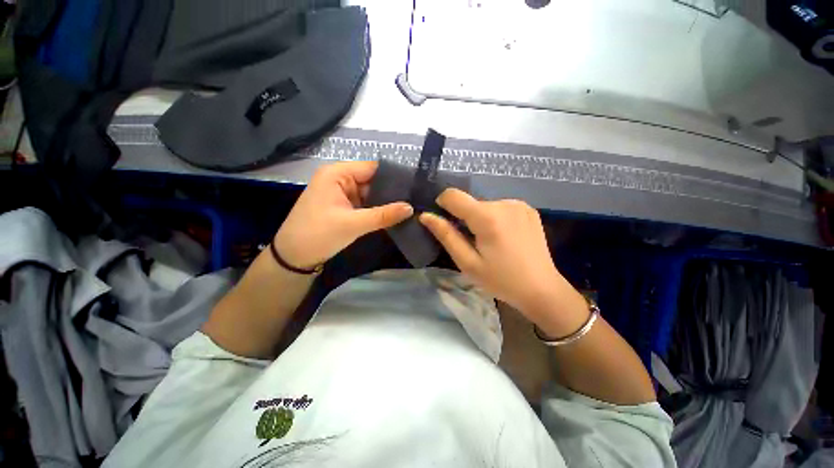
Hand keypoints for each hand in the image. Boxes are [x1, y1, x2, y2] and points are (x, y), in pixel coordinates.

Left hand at [274, 161, 413, 268]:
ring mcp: (343, 194)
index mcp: (337, 174)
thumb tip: (411, 208)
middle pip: (373, 180)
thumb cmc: (318, 234)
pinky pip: (366, 204)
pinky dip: (378, 209)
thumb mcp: (353, 224)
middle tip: (416, 199)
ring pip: (371, 193)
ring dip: (386, 201)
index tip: (415, 185)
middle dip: (392, 190)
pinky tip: (395, 214)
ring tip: (410, 206)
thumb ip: (383, 215)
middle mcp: (340, 179)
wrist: (293, 257)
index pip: (372, 168)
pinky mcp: (344, 207)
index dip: (394, 176)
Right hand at [419, 189, 579, 322]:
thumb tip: (426, 216)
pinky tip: (504, 237)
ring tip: (490, 242)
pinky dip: (495, 218)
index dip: (442, 204)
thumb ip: (446, 235)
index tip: (444, 223)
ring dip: (480, 218)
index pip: (453, 195)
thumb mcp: (467, 262)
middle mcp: (504, 203)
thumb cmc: (501, 280)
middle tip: (471, 242)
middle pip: (470, 202)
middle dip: (464, 218)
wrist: (542, 289)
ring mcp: (519, 204)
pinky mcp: (528, 208)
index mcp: (487, 217)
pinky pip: (500, 207)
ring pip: (485, 205)